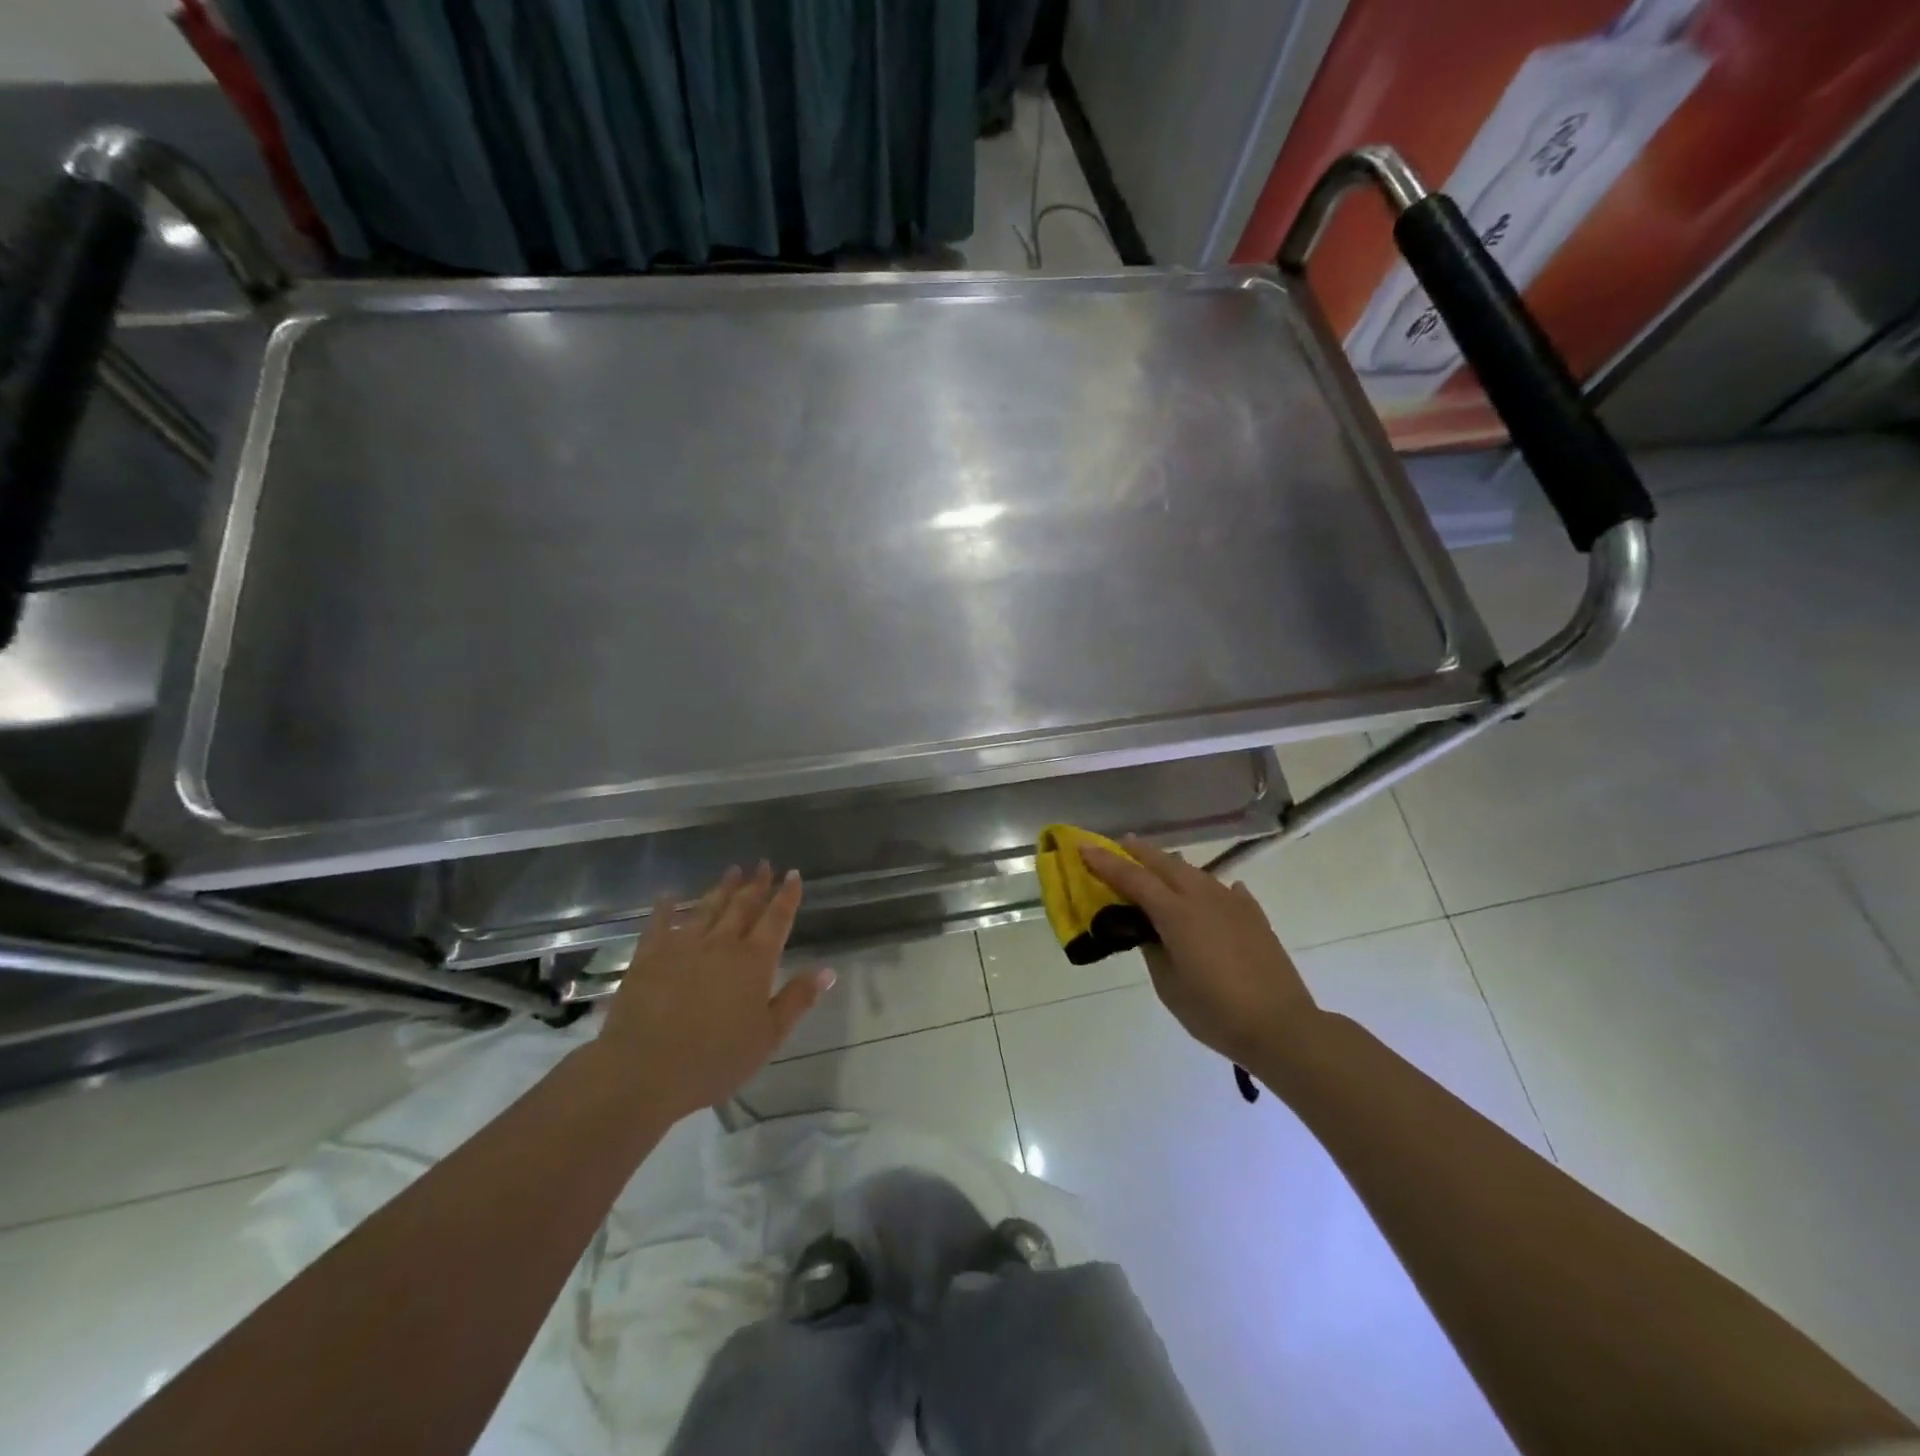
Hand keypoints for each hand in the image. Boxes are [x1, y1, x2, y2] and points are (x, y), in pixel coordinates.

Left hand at [592, 864, 833, 1121]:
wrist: (643, 1072)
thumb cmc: (714, 1060)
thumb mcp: (768, 1037)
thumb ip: (798, 999)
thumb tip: (828, 969)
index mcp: (754, 961)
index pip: (776, 919)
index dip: (787, 896)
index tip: (792, 874)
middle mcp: (722, 944)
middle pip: (743, 906)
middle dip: (756, 884)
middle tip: (763, 865)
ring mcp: (683, 946)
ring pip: (707, 908)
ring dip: (722, 889)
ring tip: (732, 871)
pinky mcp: (649, 957)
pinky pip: (660, 924)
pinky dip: (666, 908)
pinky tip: (669, 896)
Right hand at [1080, 837, 1318, 1070]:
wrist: (1282, 1026)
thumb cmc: (1215, 1012)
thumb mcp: (1169, 986)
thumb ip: (1154, 950)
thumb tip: (1150, 931)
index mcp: (1176, 913)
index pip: (1132, 878)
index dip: (1106, 862)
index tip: (1084, 847)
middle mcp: (1203, 897)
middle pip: (1164, 862)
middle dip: (1138, 851)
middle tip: (1118, 845)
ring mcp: (1232, 903)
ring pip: (1194, 872)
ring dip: (1170, 865)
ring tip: (1157, 866)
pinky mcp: (1254, 916)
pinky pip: (1225, 890)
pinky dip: (1209, 886)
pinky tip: (1214, 890)